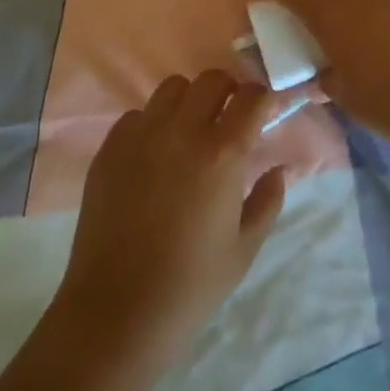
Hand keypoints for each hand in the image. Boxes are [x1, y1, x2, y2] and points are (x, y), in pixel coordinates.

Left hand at [55, 70, 287, 372]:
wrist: (117, 311)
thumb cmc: (191, 285)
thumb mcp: (244, 248)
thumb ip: (268, 200)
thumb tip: (280, 169)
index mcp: (222, 153)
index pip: (251, 96)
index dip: (263, 99)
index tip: (264, 113)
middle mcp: (182, 131)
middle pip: (211, 79)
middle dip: (228, 91)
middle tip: (229, 118)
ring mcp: (141, 136)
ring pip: (172, 88)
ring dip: (189, 101)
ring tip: (190, 131)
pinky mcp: (109, 148)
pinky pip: (137, 115)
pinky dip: (152, 124)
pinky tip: (153, 156)